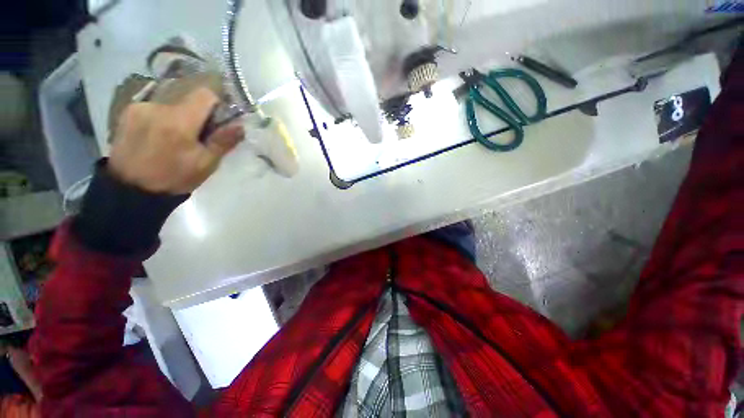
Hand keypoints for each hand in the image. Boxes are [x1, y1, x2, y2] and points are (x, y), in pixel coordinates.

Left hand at [109, 88, 243, 193]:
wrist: (130, 189)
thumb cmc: (174, 178)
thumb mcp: (206, 164)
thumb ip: (223, 141)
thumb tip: (240, 125)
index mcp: (179, 121)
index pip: (205, 94)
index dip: (216, 105)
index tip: (218, 121)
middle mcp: (158, 107)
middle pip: (188, 99)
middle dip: (197, 115)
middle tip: (197, 137)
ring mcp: (140, 108)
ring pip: (171, 104)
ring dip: (178, 117)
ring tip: (174, 140)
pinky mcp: (128, 113)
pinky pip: (154, 108)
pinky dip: (162, 118)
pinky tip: (157, 137)